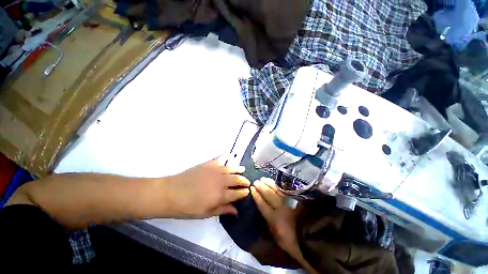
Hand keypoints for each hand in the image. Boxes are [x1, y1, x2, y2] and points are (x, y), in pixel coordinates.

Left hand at [167, 156, 250, 217]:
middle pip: (237, 179)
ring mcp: (215, 170)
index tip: (248, 191)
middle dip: (244, 181)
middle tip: (247, 182)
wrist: (171, 193)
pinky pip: (220, 158)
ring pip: (232, 168)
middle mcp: (221, 181)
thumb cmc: (188, 207)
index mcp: (221, 195)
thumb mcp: (206, 213)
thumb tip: (236, 211)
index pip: (237, 193)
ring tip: (243, 170)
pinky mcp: (209, 164)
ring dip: (239, 169)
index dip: (244, 192)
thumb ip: (222, 210)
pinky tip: (230, 156)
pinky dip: (226, 156)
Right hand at [250, 178, 301, 258]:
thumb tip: (264, 211)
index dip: (256, 196)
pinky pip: (286, 189)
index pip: (262, 205)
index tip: (252, 189)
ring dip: (269, 183)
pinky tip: (275, 181)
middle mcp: (281, 208)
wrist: (314, 240)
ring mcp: (290, 202)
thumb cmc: (293, 242)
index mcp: (275, 220)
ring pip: (277, 189)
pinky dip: (279, 184)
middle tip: (256, 181)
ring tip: (263, 179)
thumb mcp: (278, 238)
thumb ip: (270, 224)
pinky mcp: (297, 198)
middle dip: (261, 187)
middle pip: (268, 194)